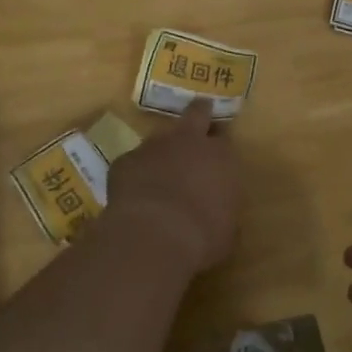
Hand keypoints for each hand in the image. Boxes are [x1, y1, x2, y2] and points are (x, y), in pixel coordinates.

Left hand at [102, 100, 240, 273]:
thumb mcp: (226, 229)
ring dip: (161, 152)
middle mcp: (189, 142)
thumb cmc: (202, 237)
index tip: (216, 157)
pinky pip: (132, 163)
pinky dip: (134, 175)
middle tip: (197, 121)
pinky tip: (133, 196)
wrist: (154, 235)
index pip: (224, 141)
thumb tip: (215, 209)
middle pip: (196, 114)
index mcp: (221, 157)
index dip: (218, 147)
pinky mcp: (125, 160)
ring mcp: (153, 147)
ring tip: (158, 175)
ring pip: (159, 139)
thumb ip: (222, 208)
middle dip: (198, 114)